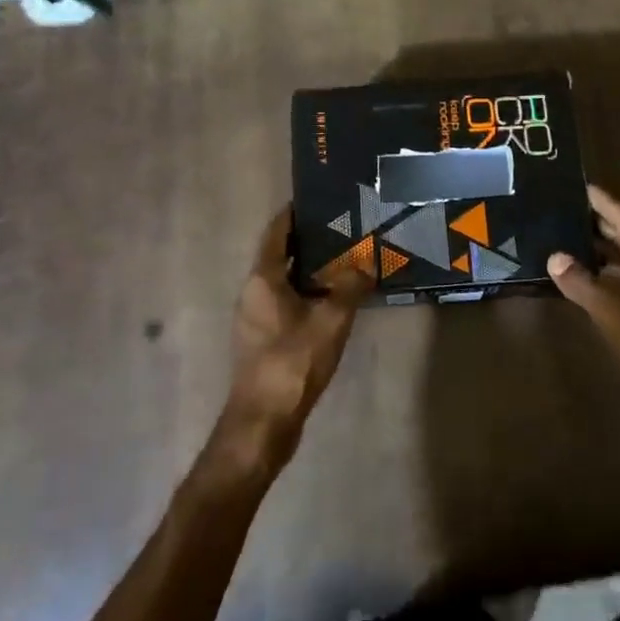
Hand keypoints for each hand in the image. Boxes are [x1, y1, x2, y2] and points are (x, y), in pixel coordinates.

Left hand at [213, 207, 370, 480]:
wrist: (264, 421)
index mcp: (262, 278)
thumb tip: (366, 266)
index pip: (277, 232)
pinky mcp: (262, 340)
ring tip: (344, 260)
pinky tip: (333, 300)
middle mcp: (253, 292)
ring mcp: (255, 318)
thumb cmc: (294, 361)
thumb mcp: (331, 320)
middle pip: (280, 255)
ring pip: (284, 282)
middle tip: (342, 228)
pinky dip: (307, 294)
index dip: (294, 213)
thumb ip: (350, 287)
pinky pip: (286, 303)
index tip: (317, 199)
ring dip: (310, 270)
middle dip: (309, 241)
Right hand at [548, 185, 619, 427]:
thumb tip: (554, 256)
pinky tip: (587, 278)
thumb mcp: (614, 314)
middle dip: (597, 222)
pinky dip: (611, 273)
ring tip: (566, 238)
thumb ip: (582, 284)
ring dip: (602, 249)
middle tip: (563, 208)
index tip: (575, 184)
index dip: (600, 200)